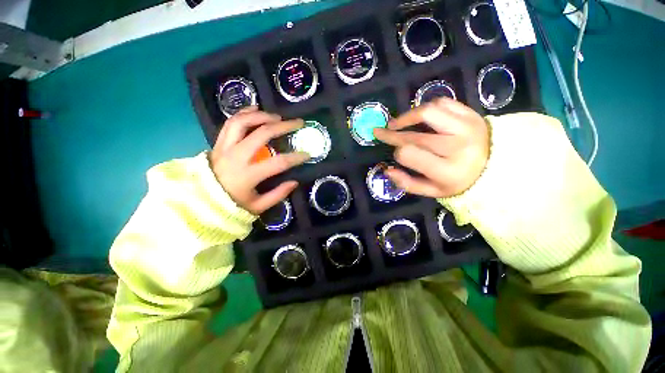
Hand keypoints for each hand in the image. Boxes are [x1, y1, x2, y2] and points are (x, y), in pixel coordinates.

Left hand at [209, 106, 308, 214]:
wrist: (200, 200)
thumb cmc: (231, 205)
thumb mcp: (258, 206)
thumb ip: (278, 194)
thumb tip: (295, 181)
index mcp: (248, 175)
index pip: (278, 163)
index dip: (295, 157)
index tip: (307, 154)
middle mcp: (236, 157)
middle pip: (262, 133)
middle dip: (283, 126)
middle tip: (297, 123)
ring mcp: (225, 147)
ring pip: (243, 122)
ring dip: (263, 115)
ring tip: (278, 116)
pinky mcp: (218, 142)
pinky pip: (230, 122)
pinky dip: (244, 113)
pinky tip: (256, 110)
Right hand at [374, 98, 489, 197]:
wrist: (497, 166)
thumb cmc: (459, 181)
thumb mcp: (432, 191)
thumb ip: (407, 183)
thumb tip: (388, 170)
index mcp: (447, 170)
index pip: (410, 155)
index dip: (398, 152)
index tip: (396, 153)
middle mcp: (457, 147)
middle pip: (415, 135)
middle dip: (391, 133)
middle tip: (379, 132)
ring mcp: (466, 127)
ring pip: (428, 112)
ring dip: (407, 116)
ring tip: (396, 122)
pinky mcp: (471, 114)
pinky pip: (443, 103)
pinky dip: (426, 108)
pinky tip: (419, 116)